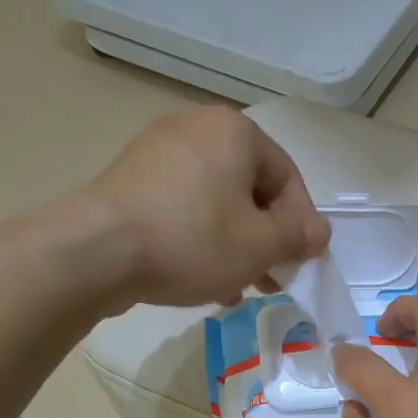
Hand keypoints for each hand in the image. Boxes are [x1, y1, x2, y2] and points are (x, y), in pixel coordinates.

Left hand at [83, 107, 330, 308]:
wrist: (98, 251)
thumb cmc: (193, 240)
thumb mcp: (260, 245)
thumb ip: (297, 237)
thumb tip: (319, 233)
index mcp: (235, 132)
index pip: (288, 178)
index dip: (302, 225)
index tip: (304, 263)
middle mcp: (197, 129)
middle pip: (251, 190)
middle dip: (268, 240)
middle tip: (274, 280)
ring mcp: (158, 152)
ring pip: (218, 204)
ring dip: (238, 247)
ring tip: (242, 288)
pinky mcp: (133, 181)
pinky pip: (185, 209)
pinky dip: (203, 241)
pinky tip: (207, 280)